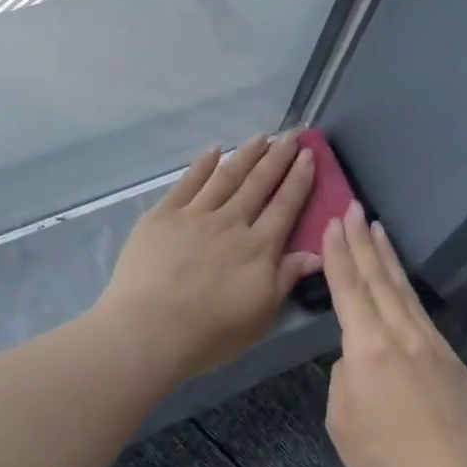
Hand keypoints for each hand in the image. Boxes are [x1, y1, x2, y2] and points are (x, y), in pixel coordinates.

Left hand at [97, 134, 322, 382]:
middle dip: (278, 156)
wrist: (150, 328)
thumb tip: (316, 253)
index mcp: (258, 248)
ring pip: (226, 176)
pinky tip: (213, 149)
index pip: (285, 206)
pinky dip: (202, 164)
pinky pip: (187, 182)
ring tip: (261, 136)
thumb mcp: (260, 316)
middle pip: (258, 183)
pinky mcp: (163, 214)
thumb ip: (285, 279)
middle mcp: (231, 222)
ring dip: (245, 154)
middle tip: (292, 133)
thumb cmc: (210, 332)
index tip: (309, 155)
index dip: (299, 179)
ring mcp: (195, 214)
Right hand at [323, 201, 466, 466]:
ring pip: (405, 292)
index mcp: (368, 349)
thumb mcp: (342, 422)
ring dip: (388, 258)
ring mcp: (433, 348)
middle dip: (362, 242)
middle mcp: (402, 337)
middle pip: (378, 279)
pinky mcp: (455, 364)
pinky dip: (407, 292)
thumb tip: (358, 360)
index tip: (333, 222)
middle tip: (354, 208)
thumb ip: (344, 378)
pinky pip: (422, 317)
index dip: (338, 254)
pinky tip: (402, 286)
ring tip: (378, 229)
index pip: (349, 288)